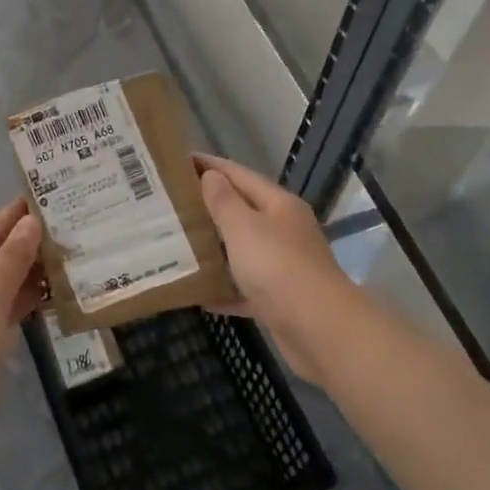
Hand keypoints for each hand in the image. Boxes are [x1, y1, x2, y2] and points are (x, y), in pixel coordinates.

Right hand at [195, 154, 353, 381]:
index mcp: (278, 205)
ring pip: (243, 249)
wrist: (320, 330)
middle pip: (242, 210)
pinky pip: (245, 287)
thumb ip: (224, 201)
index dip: (209, 165)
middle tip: (169, 202)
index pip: (239, 174)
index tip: (178, 160)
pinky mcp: (279, 299)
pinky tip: (199, 293)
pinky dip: (224, 289)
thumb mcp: (244, 227)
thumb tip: (211, 175)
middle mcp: (284, 230)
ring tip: (177, 242)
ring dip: (214, 247)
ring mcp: (284, 265)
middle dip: (208, 205)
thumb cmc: (278, 267)